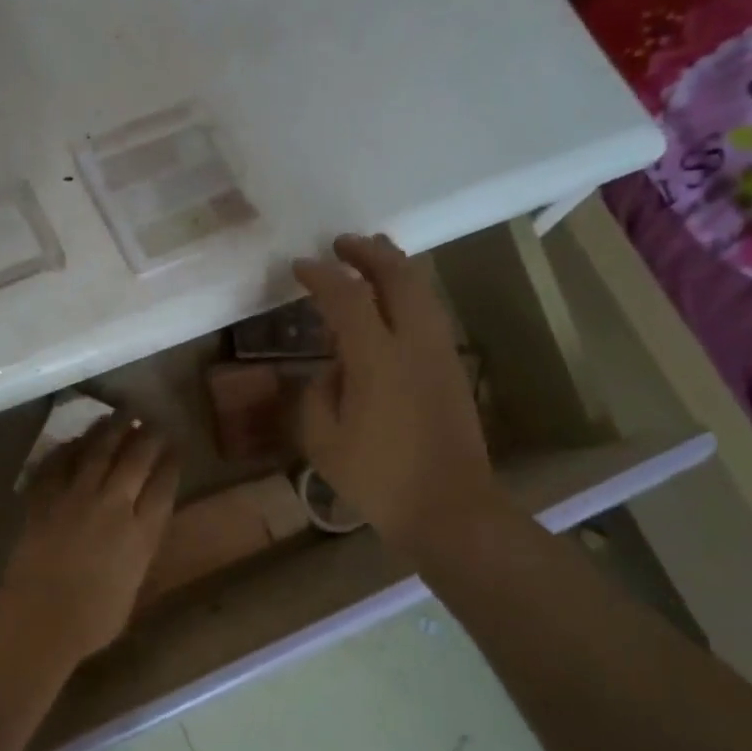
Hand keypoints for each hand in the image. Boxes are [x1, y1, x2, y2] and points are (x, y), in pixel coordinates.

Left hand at [0, 415, 179, 663]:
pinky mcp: (45, 499)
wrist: (40, 618)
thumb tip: (138, 533)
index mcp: (141, 533)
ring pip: (97, 451)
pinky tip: (73, 440)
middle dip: (147, 436)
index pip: (163, 485)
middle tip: (151, 420)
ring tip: (119, 414)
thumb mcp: (132, 587)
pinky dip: (67, 449)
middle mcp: (113, 506)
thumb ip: (138, 553)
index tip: (176, 445)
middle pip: (135, 459)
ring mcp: (76, 498)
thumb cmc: (92, 620)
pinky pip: (57, 464)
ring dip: (110, 429)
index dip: (171, 462)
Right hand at [293, 234, 500, 547]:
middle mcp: (414, 344)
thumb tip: (331, 370)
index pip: (347, 298)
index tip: (299, 266)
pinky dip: (408, 294)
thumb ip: (317, 393)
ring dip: (395, 267)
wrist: (447, 506)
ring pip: (422, 290)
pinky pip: (429, 313)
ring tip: (370, 258)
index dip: (321, 277)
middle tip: (342, 244)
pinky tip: (390, 306)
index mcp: (377, 360)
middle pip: (399, 276)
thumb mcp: (323, 440)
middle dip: (369, 252)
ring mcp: (440, 354)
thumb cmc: (376, 477)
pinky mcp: (452, 369)